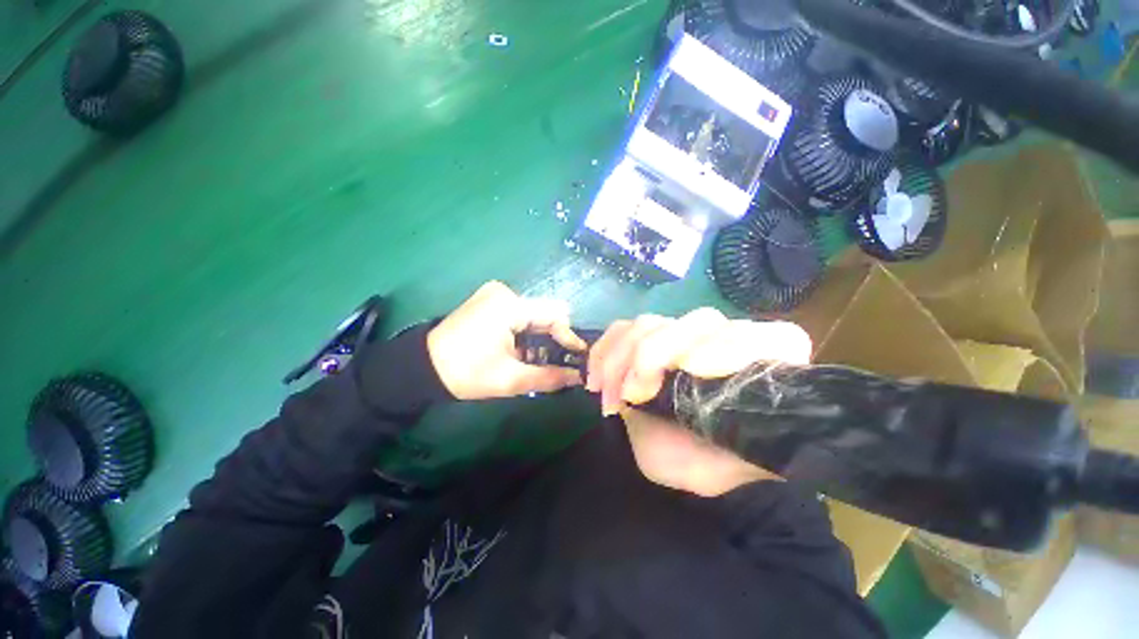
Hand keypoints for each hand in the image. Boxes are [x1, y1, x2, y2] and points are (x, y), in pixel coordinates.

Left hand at [427, 281, 585, 399]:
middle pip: (545, 312)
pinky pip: (520, 313)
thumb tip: (578, 377)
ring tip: (537, 359)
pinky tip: (520, 349)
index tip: (575, 359)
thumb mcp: (509, 379)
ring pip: (533, 314)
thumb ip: (549, 377)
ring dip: (539, 336)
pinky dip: (526, 331)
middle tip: (556, 363)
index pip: (555, 314)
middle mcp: (505, 292)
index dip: (568, 336)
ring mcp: (495, 294)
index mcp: (509, 306)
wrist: (421, 367)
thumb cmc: (465, 373)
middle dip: (554, 338)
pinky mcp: (489, 301)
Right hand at [586, 309, 811, 496]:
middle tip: (632, 394)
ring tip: (610, 396)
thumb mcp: (729, 465)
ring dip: (622, 357)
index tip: (691, 369)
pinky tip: (596, 379)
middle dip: (655, 352)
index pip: (774, 338)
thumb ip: (735, 446)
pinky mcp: (649, 335)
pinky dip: (604, 350)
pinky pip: (622, 328)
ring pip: (653, 322)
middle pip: (699, 322)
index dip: (732, 346)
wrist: (679, 455)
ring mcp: (683, 334)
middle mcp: (728, 340)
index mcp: (767, 369)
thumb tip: (713, 411)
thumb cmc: (710, 461)